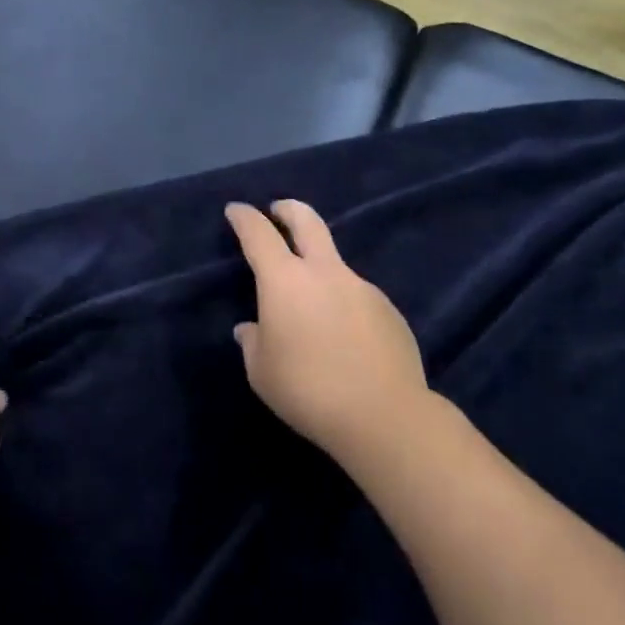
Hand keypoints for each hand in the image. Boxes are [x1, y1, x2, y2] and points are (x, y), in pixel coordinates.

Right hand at [225, 200, 429, 469]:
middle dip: (288, 209)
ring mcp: (362, 287)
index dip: (244, 218)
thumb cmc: (308, 390)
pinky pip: (357, 298)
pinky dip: (344, 306)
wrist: (384, 415)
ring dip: (319, 272)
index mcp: (285, 281)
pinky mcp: (389, 310)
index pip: (259, 234)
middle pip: (307, 221)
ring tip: (312, 312)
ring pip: (335, 265)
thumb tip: (251, 328)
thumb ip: (253, 342)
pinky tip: (345, 340)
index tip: (236, 211)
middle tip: (278, 210)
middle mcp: (325, 273)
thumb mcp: (262, 372)